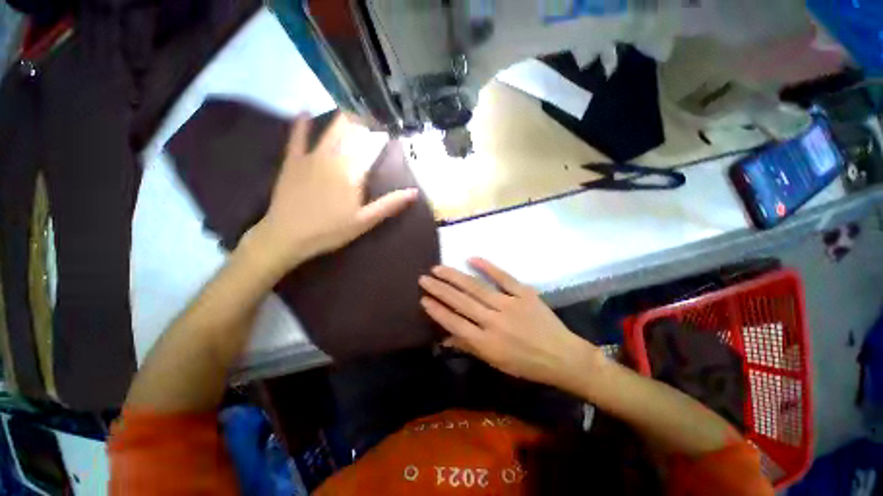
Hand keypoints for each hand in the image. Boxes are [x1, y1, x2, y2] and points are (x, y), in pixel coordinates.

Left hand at [245, 113, 416, 274]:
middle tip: (373, 111)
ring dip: (341, 119)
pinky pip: (297, 137)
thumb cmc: (330, 230)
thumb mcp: (365, 221)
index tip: (390, 124)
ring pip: (329, 132)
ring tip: (352, 105)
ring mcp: (311, 158)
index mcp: (352, 173)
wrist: (287, 236)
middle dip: (363, 121)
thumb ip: (389, 204)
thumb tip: (415, 192)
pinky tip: (304, 108)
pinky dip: (301, 123)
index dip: (381, 134)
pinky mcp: (293, 162)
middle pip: (351, 135)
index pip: (371, 148)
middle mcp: (333, 159)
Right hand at [418, 258, 602, 393]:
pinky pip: (503, 277)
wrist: (563, 357)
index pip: (454, 323)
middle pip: (461, 302)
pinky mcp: (524, 293)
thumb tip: (445, 336)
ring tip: (438, 268)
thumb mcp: (495, 362)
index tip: (423, 298)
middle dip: (440, 289)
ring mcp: (509, 305)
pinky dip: (487, 266)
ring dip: (455, 277)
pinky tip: (471, 258)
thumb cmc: (526, 364)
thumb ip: (469, 347)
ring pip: (476, 288)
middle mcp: (494, 322)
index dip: (437, 310)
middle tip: (424, 278)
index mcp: (487, 343)